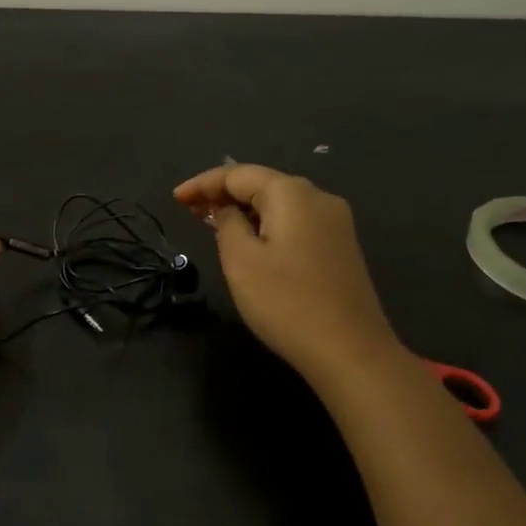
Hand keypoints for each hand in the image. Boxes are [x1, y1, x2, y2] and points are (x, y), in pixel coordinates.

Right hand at [174, 164, 397, 380]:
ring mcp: (335, 223)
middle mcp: (318, 197)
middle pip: (262, 184)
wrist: (350, 351)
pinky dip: (266, 225)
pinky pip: (295, 222)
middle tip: (189, 211)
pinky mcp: (341, 247)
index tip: (175, 198)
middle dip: (223, 194)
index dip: (203, 183)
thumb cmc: (286, 302)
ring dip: (245, 210)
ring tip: (212, 224)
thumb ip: (226, 224)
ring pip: (279, 204)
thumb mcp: (240, 260)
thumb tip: (228, 210)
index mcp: (292, 193)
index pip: (238, 174)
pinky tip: (250, 241)